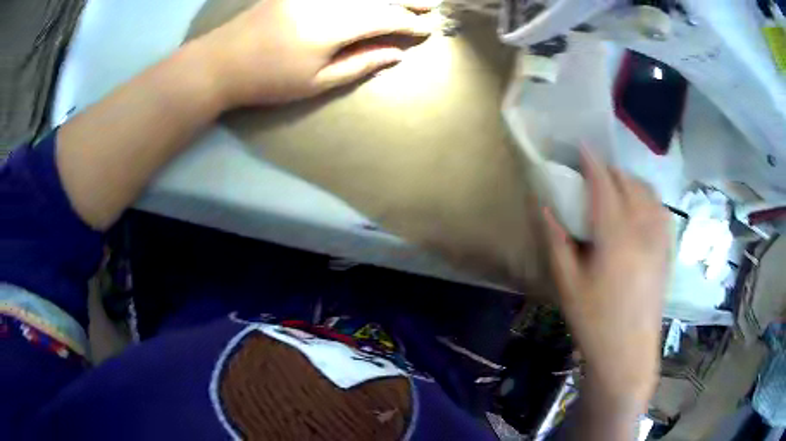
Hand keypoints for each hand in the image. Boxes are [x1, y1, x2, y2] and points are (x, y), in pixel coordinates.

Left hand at [193, 0, 435, 107]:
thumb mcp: (316, 83)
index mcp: (333, 26)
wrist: (220, 62)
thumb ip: (360, 64)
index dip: (408, 24)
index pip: (384, 19)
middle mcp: (327, 0)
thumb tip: (397, 54)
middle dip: (407, 0)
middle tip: (432, 4)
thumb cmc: (268, 80)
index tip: (426, 30)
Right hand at [544, 150, 671, 409]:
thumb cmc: (594, 322)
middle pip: (628, 183)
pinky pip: (660, 209)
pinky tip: (638, 206)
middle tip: (592, 174)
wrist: (628, 352)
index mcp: (615, 236)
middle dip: (609, 170)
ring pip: (648, 192)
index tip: (581, 147)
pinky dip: (647, 197)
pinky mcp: (666, 250)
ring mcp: (659, 239)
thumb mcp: (568, 284)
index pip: (604, 184)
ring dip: (630, 180)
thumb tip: (545, 205)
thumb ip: (557, 240)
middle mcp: (643, 229)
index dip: (592, 162)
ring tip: (615, 186)